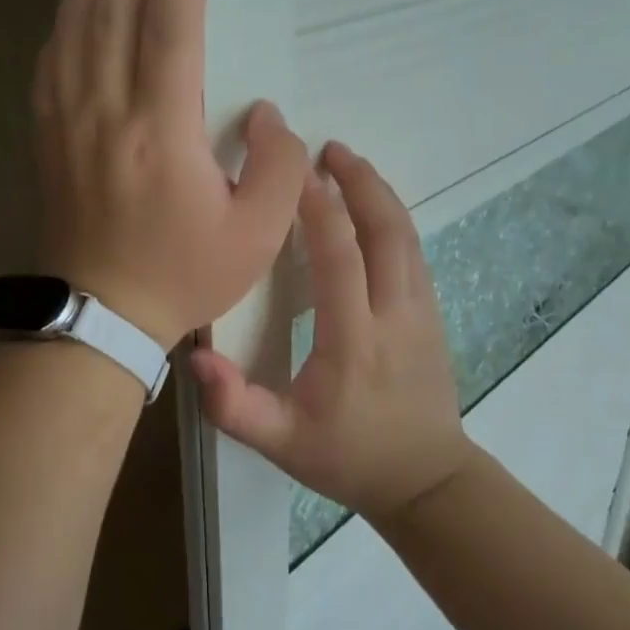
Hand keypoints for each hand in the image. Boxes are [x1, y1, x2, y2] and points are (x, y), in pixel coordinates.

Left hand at [33, 0, 308, 348]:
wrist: (97, 315)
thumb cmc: (182, 276)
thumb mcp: (256, 235)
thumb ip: (279, 167)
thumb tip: (267, 114)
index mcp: (160, 129)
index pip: (170, 21)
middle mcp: (106, 108)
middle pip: (110, 1)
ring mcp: (67, 117)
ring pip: (74, 19)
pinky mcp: (46, 131)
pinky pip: (52, 54)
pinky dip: (67, 11)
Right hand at [190, 141, 473, 518]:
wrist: (427, 480)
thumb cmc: (348, 458)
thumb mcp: (282, 444)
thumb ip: (235, 406)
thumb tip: (196, 358)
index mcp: (354, 340)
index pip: (339, 256)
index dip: (317, 207)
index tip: (292, 171)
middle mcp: (395, 314)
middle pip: (384, 230)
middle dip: (357, 181)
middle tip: (326, 148)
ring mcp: (422, 311)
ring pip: (406, 235)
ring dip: (378, 192)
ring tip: (348, 162)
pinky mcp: (433, 314)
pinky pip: (414, 251)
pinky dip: (393, 216)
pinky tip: (372, 205)